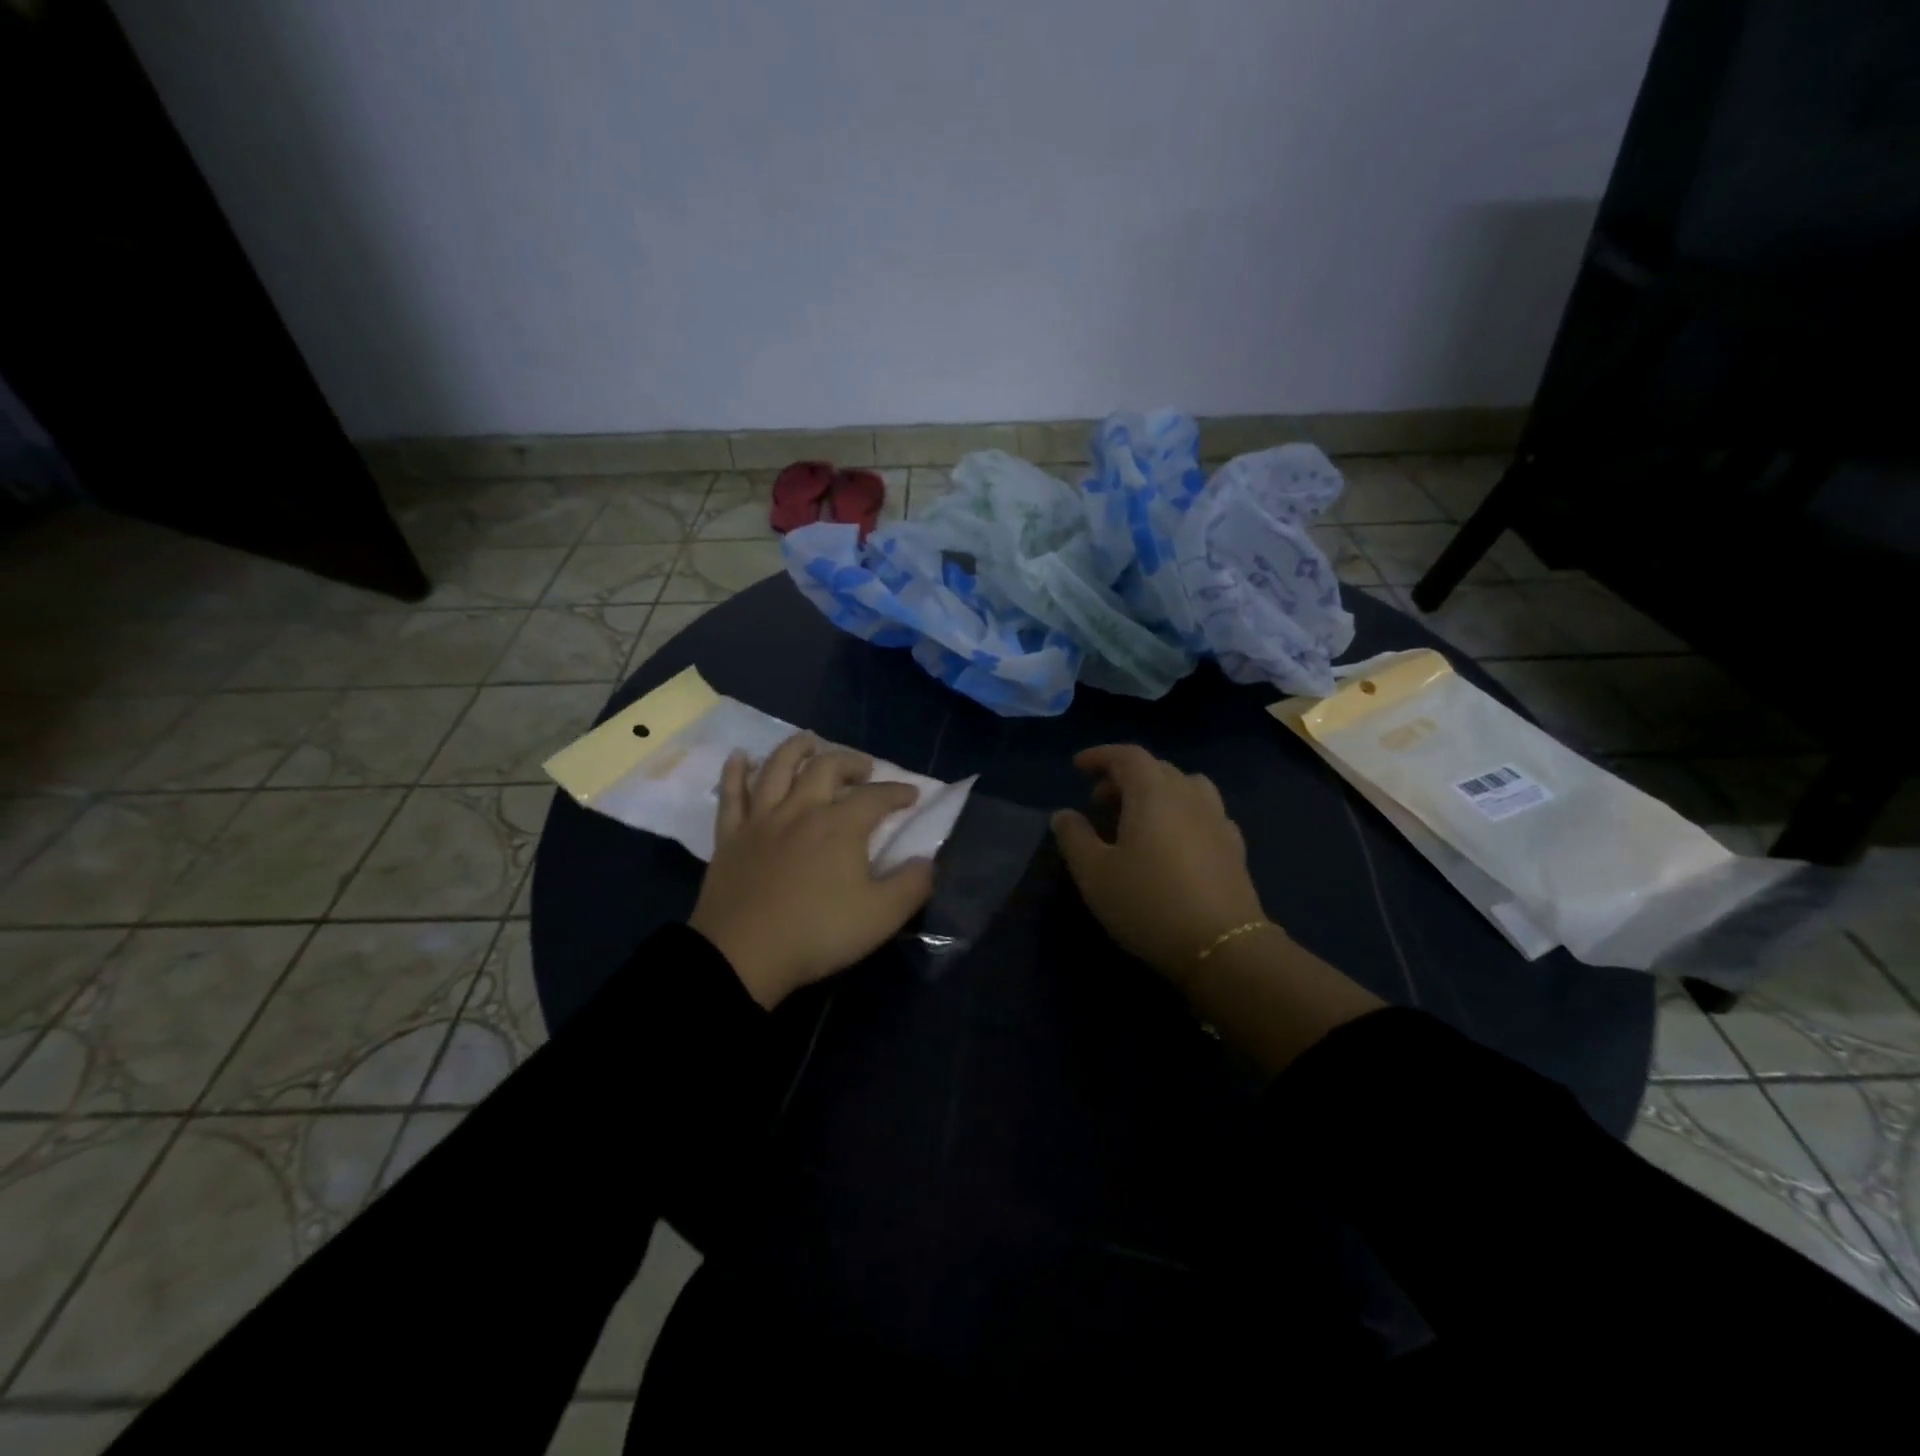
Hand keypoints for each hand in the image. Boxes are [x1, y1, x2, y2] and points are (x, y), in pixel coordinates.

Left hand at [689, 732, 935, 1008]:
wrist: (742, 956)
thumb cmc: (817, 934)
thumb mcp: (881, 917)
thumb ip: (912, 885)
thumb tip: (927, 861)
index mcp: (840, 826)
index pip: (876, 796)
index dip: (898, 792)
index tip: (912, 795)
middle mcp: (801, 809)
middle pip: (827, 768)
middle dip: (851, 762)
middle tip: (864, 769)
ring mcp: (762, 820)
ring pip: (778, 768)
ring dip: (797, 748)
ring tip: (810, 741)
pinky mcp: (731, 836)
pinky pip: (731, 794)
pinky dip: (735, 771)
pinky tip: (741, 757)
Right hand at [1051, 744, 1269, 986]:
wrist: (1222, 946)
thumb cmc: (1148, 904)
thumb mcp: (1094, 874)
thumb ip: (1074, 837)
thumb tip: (1064, 814)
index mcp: (1153, 794)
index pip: (1127, 756)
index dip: (1100, 756)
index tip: (1078, 767)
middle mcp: (1189, 796)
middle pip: (1156, 768)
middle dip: (1124, 776)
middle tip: (1099, 801)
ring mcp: (1217, 820)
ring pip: (1186, 786)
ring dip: (1158, 791)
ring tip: (1139, 816)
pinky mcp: (1234, 847)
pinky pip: (1205, 812)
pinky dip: (1183, 812)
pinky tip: (1175, 840)